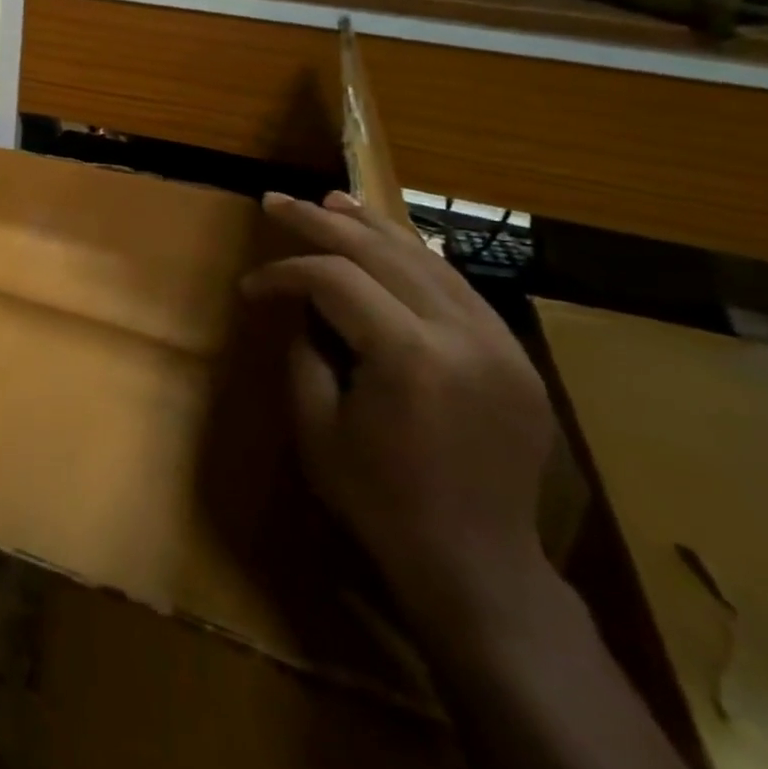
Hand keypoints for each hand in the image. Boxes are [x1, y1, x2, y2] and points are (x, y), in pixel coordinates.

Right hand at [242, 191, 555, 628]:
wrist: (478, 567)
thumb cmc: (381, 502)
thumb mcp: (315, 428)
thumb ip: (303, 351)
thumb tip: (296, 302)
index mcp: (410, 359)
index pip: (335, 280)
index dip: (285, 272)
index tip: (251, 285)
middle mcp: (464, 336)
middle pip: (383, 253)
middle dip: (321, 222)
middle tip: (277, 202)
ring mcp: (500, 344)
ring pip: (428, 260)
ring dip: (373, 227)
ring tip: (332, 201)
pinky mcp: (516, 357)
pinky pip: (458, 288)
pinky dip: (415, 258)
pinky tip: (388, 242)